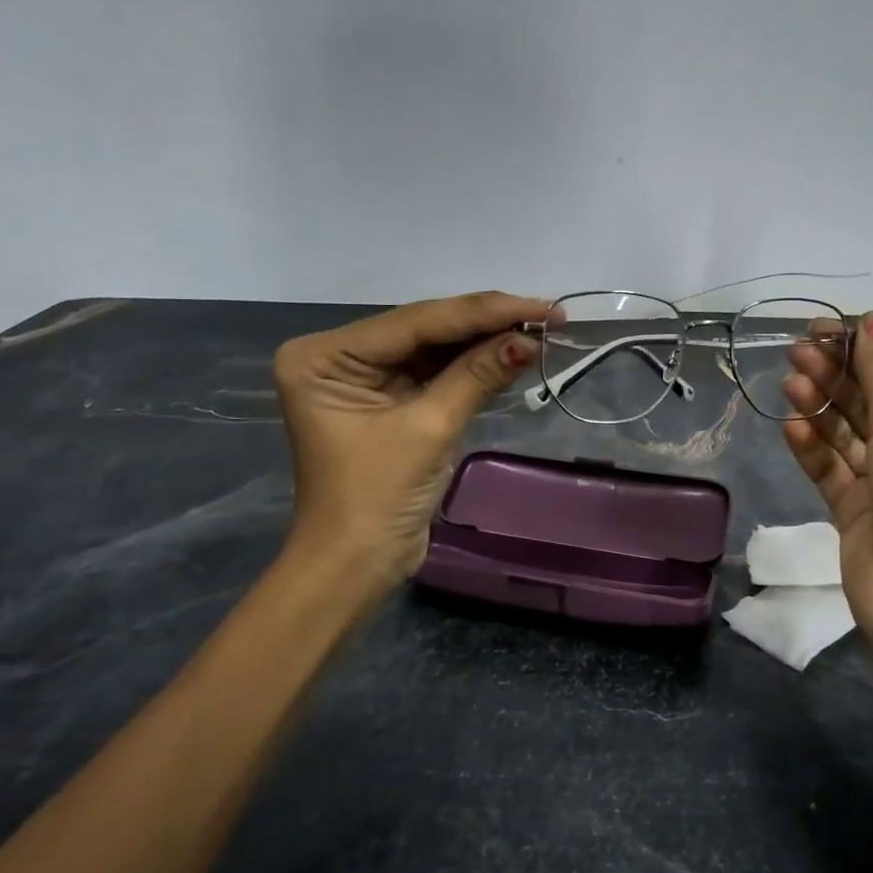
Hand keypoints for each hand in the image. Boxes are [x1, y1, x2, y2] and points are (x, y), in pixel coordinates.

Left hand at [272, 291, 548, 595]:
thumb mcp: (428, 429)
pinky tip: (514, 352)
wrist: (356, 567)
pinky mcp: (389, 401)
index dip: (483, 312)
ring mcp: (364, 378)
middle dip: (488, 324)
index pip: (416, 321)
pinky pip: (437, 373)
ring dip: (486, 343)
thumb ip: (476, 376)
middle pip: (426, 330)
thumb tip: (529, 338)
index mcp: (325, 356)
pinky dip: (475, 367)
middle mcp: (340, 357)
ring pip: (436, 349)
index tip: (540, 304)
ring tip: (542, 329)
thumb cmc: (376, 498)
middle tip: (548, 315)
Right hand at [780, 312, 872, 649]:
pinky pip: (828, 468)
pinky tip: (791, 426)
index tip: (819, 330)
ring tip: (790, 383)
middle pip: (866, 401)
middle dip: (833, 374)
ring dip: (819, 406)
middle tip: (795, 353)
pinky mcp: (852, 509)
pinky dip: (810, 446)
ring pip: (844, 433)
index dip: (859, 350)